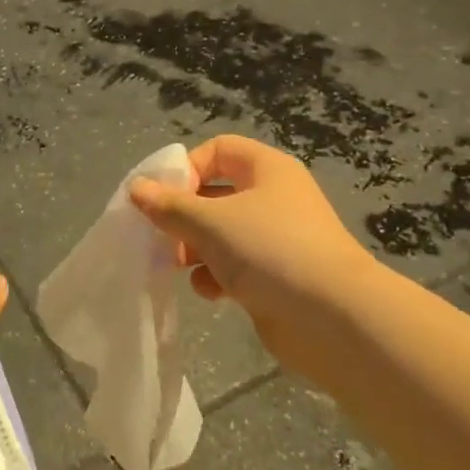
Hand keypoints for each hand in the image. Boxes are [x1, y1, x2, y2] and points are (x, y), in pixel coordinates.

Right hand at [128, 137, 372, 389]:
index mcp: (266, 170)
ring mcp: (277, 239)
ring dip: (195, 248)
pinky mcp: (276, 276)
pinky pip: (235, 266)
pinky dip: (217, 276)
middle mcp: (274, 198)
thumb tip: (136, 188)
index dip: (187, 168)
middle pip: (215, 194)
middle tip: (161, 236)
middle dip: (184, 215)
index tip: (163, 197)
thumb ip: (169, 206)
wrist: (333, 319)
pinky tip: (210, 291)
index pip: (217, 150)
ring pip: (221, 233)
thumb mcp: (210, 222)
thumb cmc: (269, 251)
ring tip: (176, 264)